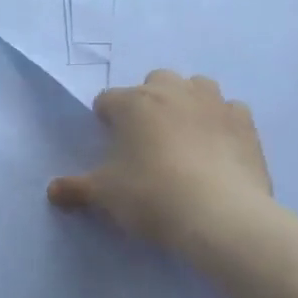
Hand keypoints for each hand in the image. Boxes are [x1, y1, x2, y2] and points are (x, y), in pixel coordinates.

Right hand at [48, 70, 273, 256]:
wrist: (220, 216)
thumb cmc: (152, 196)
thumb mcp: (104, 195)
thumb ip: (76, 189)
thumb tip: (52, 192)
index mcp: (133, 103)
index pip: (107, 100)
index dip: (105, 120)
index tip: (109, 145)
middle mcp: (172, 91)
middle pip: (154, 81)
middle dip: (148, 101)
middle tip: (147, 138)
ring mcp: (213, 103)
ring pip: (196, 86)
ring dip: (187, 102)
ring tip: (184, 135)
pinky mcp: (245, 122)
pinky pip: (230, 110)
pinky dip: (221, 121)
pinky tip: (218, 145)